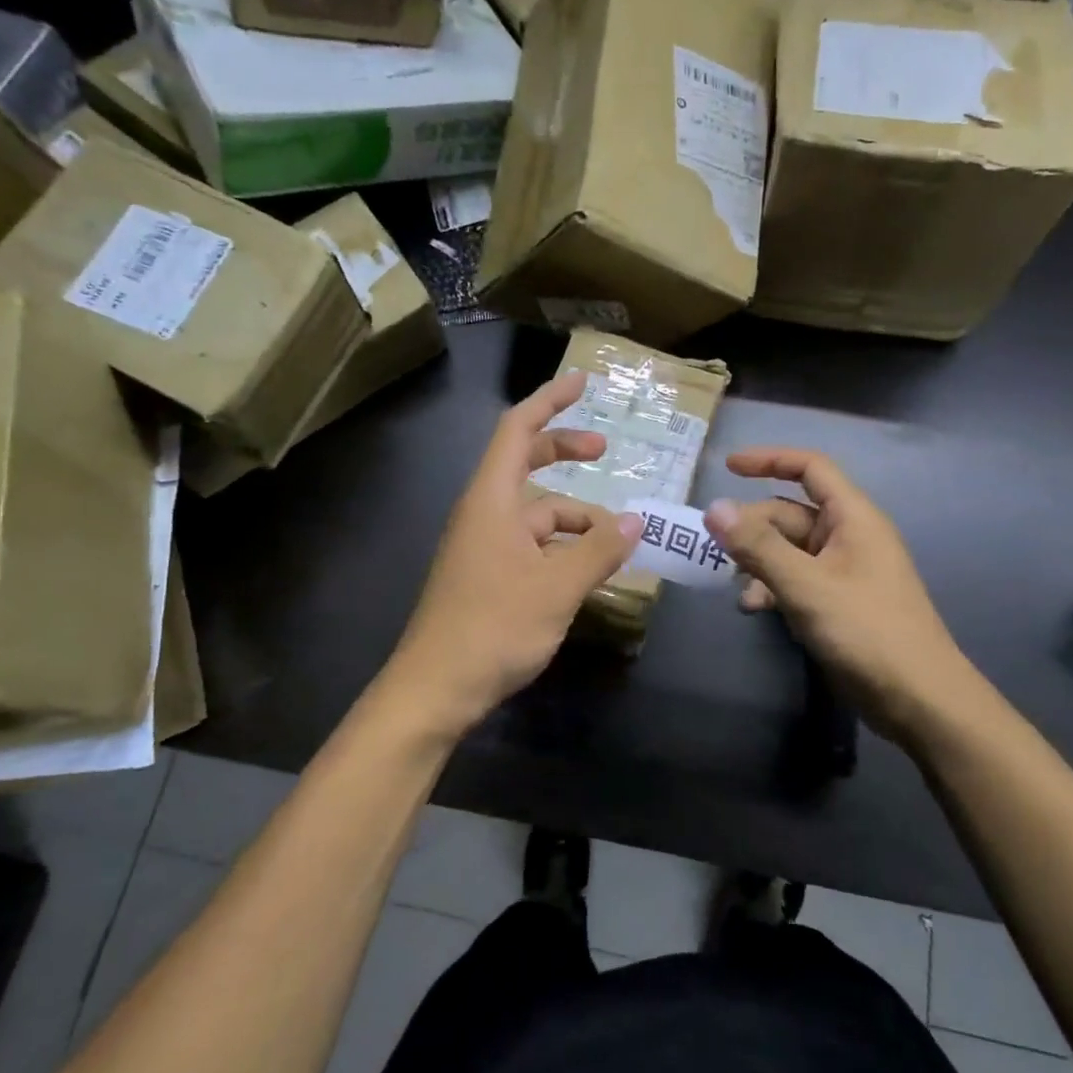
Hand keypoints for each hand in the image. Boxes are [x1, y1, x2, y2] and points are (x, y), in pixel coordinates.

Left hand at [381, 371, 642, 742]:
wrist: (436, 689)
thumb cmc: (494, 627)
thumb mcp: (558, 587)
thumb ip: (599, 549)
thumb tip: (636, 519)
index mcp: (492, 499)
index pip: (518, 429)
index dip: (550, 400)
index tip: (582, 383)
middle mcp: (484, 513)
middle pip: (525, 463)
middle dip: (565, 452)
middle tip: (605, 452)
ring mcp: (482, 546)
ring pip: (534, 513)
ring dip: (573, 517)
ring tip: (614, 540)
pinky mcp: (486, 576)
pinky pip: (529, 545)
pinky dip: (560, 547)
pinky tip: (587, 571)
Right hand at [704, 448, 969, 744]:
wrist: (919, 699)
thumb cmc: (867, 631)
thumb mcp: (806, 585)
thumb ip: (759, 546)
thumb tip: (714, 508)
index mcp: (852, 517)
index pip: (810, 468)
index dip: (769, 460)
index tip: (728, 467)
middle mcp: (848, 536)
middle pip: (790, 513)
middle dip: (753, 527)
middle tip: (716, 549)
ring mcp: (844, 571)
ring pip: (789, 549)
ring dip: (758, 561)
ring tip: (733, 584)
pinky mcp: (838, 602)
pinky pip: (797, 579)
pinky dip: (773, 587)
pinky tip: (752, 608)